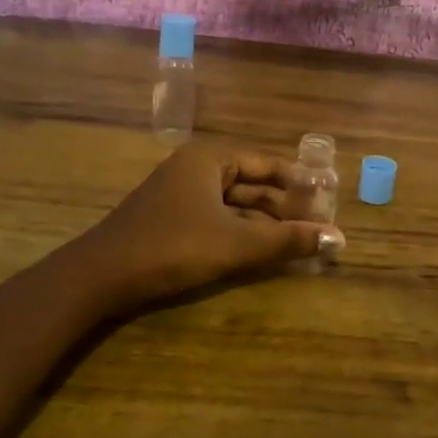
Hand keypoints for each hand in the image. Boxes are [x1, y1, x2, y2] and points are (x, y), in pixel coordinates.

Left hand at [61, 144, 346, 313]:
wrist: (99, 277)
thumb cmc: (172, 248)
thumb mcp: (235, 244)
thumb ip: (286, 241)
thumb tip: (338, 239)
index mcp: (209, 159)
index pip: (266, 163)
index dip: (299, 179)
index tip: (327, 193)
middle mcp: (195, 170)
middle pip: (251, 184)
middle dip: (284, 205)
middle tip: (319, 222)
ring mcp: (180, 196)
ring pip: (234, 205)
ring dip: (265, 223)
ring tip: (298, 239)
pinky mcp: (170, 221)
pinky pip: (217, 220)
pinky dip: (241, 233)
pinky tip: (262, 251)